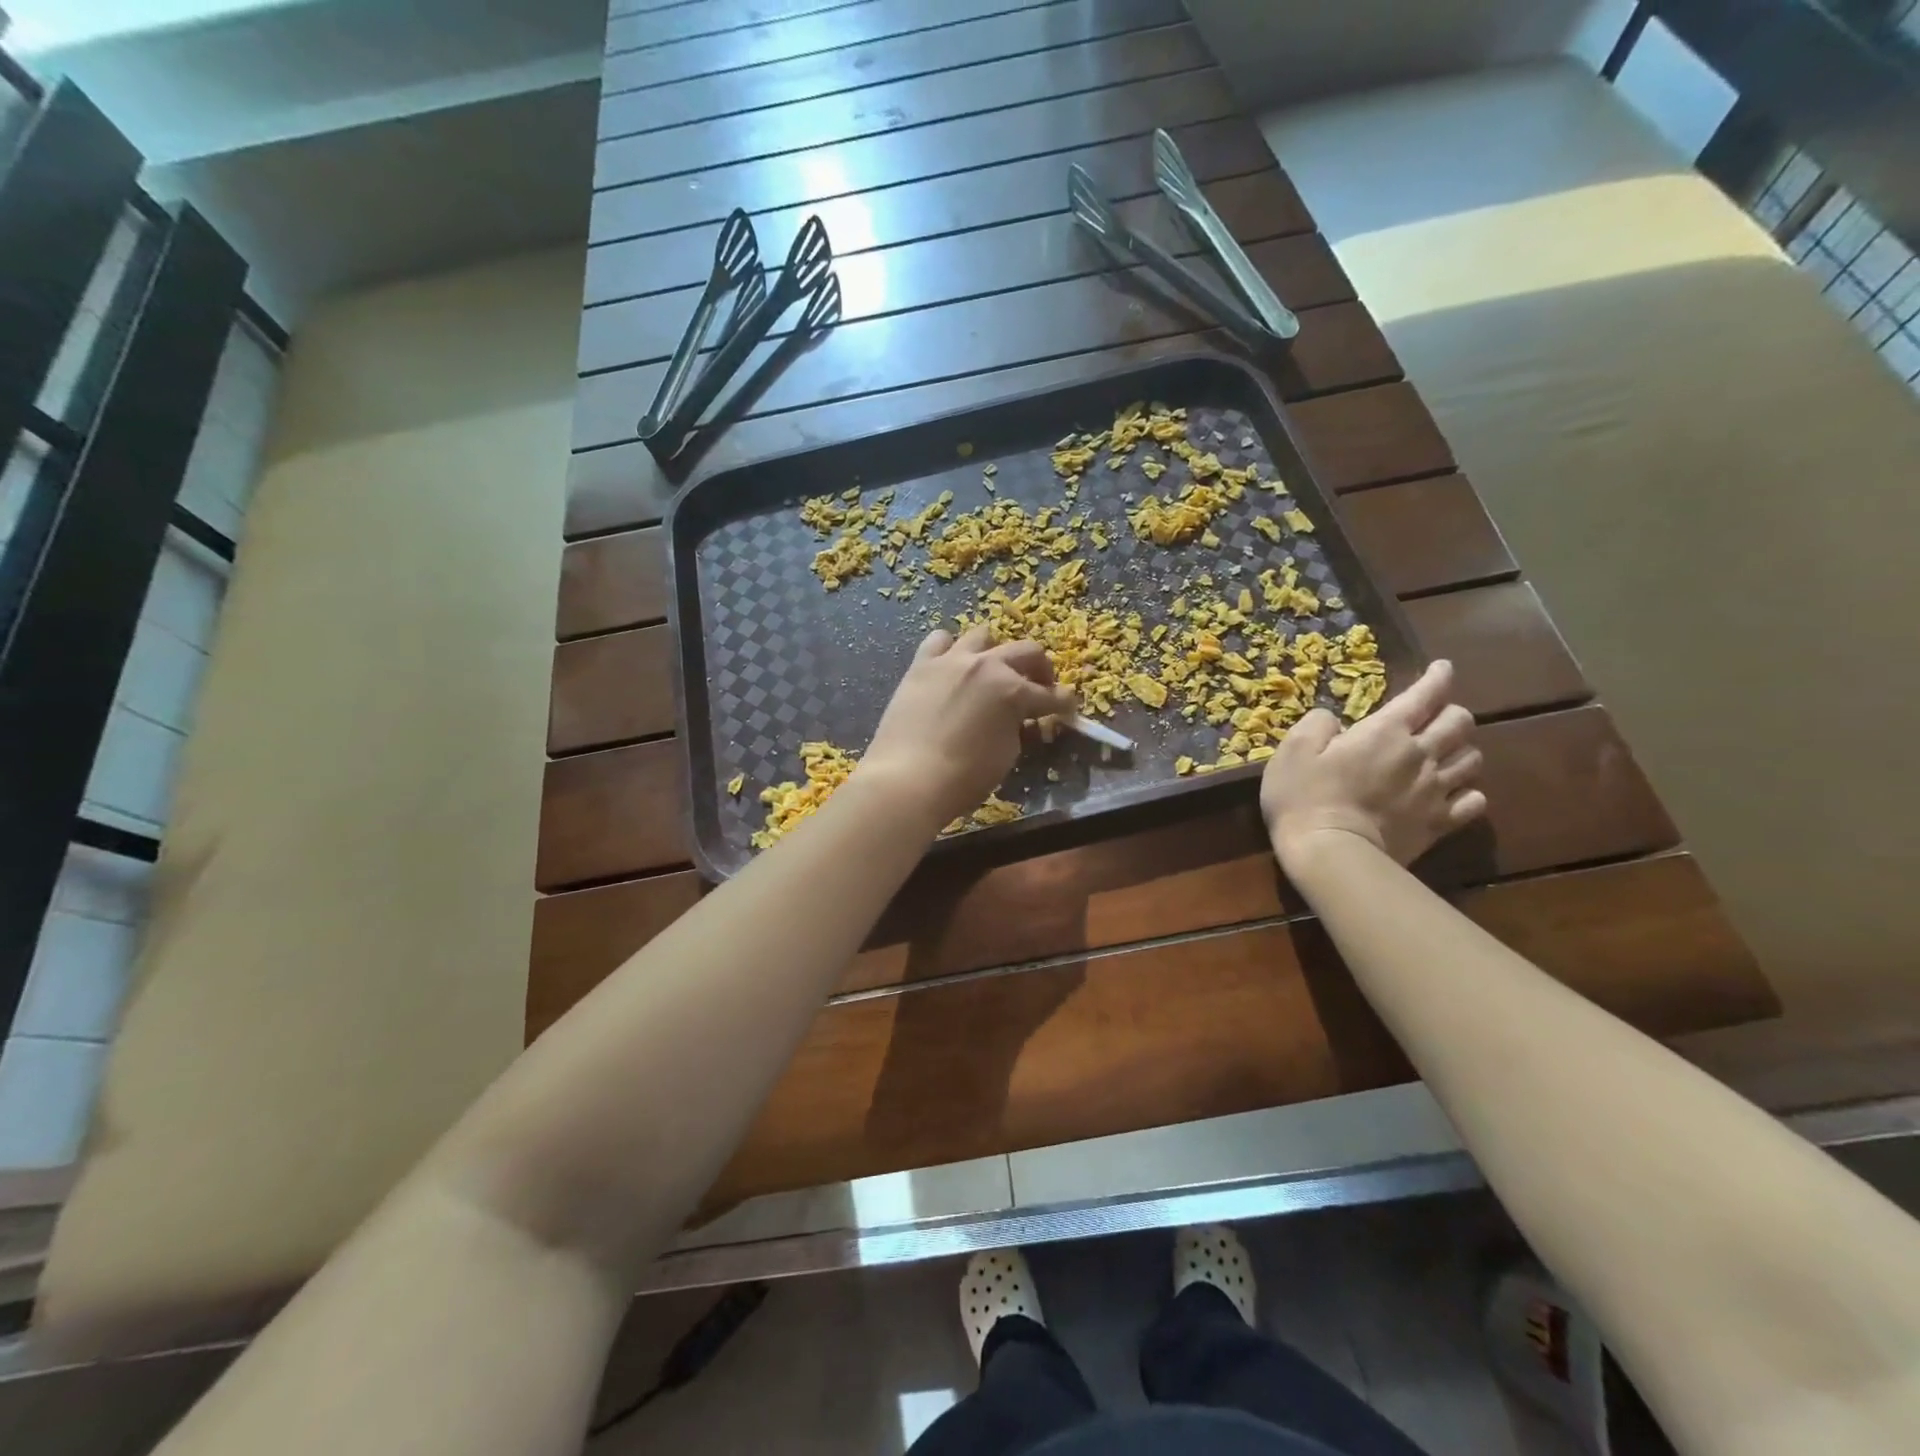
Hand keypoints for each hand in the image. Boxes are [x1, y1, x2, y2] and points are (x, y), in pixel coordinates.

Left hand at [863, 625, 1076, 826]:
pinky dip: (951, 649)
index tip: (1068, 708)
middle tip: (1039, 686)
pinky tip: (951, 665)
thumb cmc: (963, 778)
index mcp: (1014, 691)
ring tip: (992, 670)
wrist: (907, 779)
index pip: (1052, 695)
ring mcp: (952, 660)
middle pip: (1027, 652)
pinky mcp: (921, 665)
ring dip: (995, 651)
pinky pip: (940, 640)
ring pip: (983, 635)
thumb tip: (1018, 721)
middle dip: (1040, 669)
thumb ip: (1017, 729)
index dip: (1064, 704)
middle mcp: (987, 665)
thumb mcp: (1006, 756)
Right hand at [1259, 660, 1486, 869]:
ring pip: (1472, 759)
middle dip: (1451, 712)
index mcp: (1385, 732)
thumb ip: (1316, 725)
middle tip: (1435, 715)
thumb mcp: (1292, 751)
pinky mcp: (1439, 823)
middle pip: (1459, 723)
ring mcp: (1435, 791)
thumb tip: (1331, 719)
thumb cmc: (1304, 797)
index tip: (1442, 668)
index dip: (1437, 677)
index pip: (1424, 695)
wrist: (1330, 853)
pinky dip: (1468, 792)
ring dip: (1462, 749)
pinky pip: (1473, 801)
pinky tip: (1454, 792)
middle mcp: (1420, 754)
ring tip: (1446, 752)